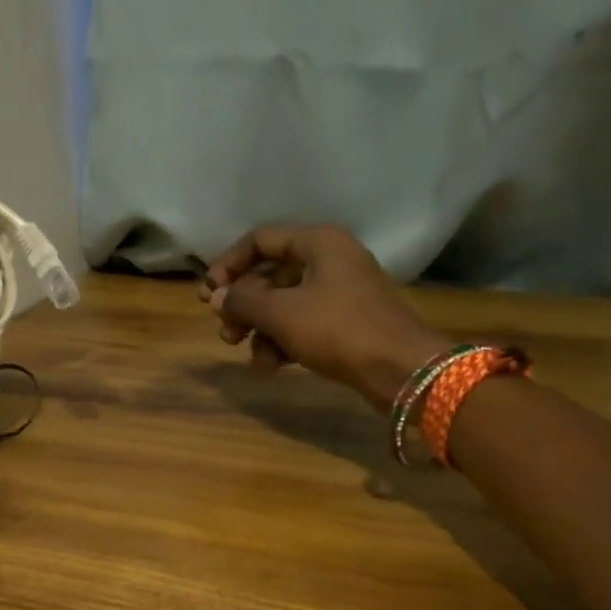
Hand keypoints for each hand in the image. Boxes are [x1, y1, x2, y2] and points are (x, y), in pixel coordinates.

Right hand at [203, 225, 449, 409]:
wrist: (402, 369)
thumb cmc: (338, 329)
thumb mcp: (282, 313)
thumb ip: (243, 301)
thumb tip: (218, 297)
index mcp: (318, 242)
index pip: (260, 240)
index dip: (229, 264)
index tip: (209, 295)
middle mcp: (330, 260)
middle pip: (271, 275)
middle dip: (243, 305)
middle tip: (225, 331)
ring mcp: (340, 293)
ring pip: (285, 304)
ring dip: (260, 329)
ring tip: (248, 355)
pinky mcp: (346, 323)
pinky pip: (303, 325)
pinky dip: (283, 342)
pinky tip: (270, 367)